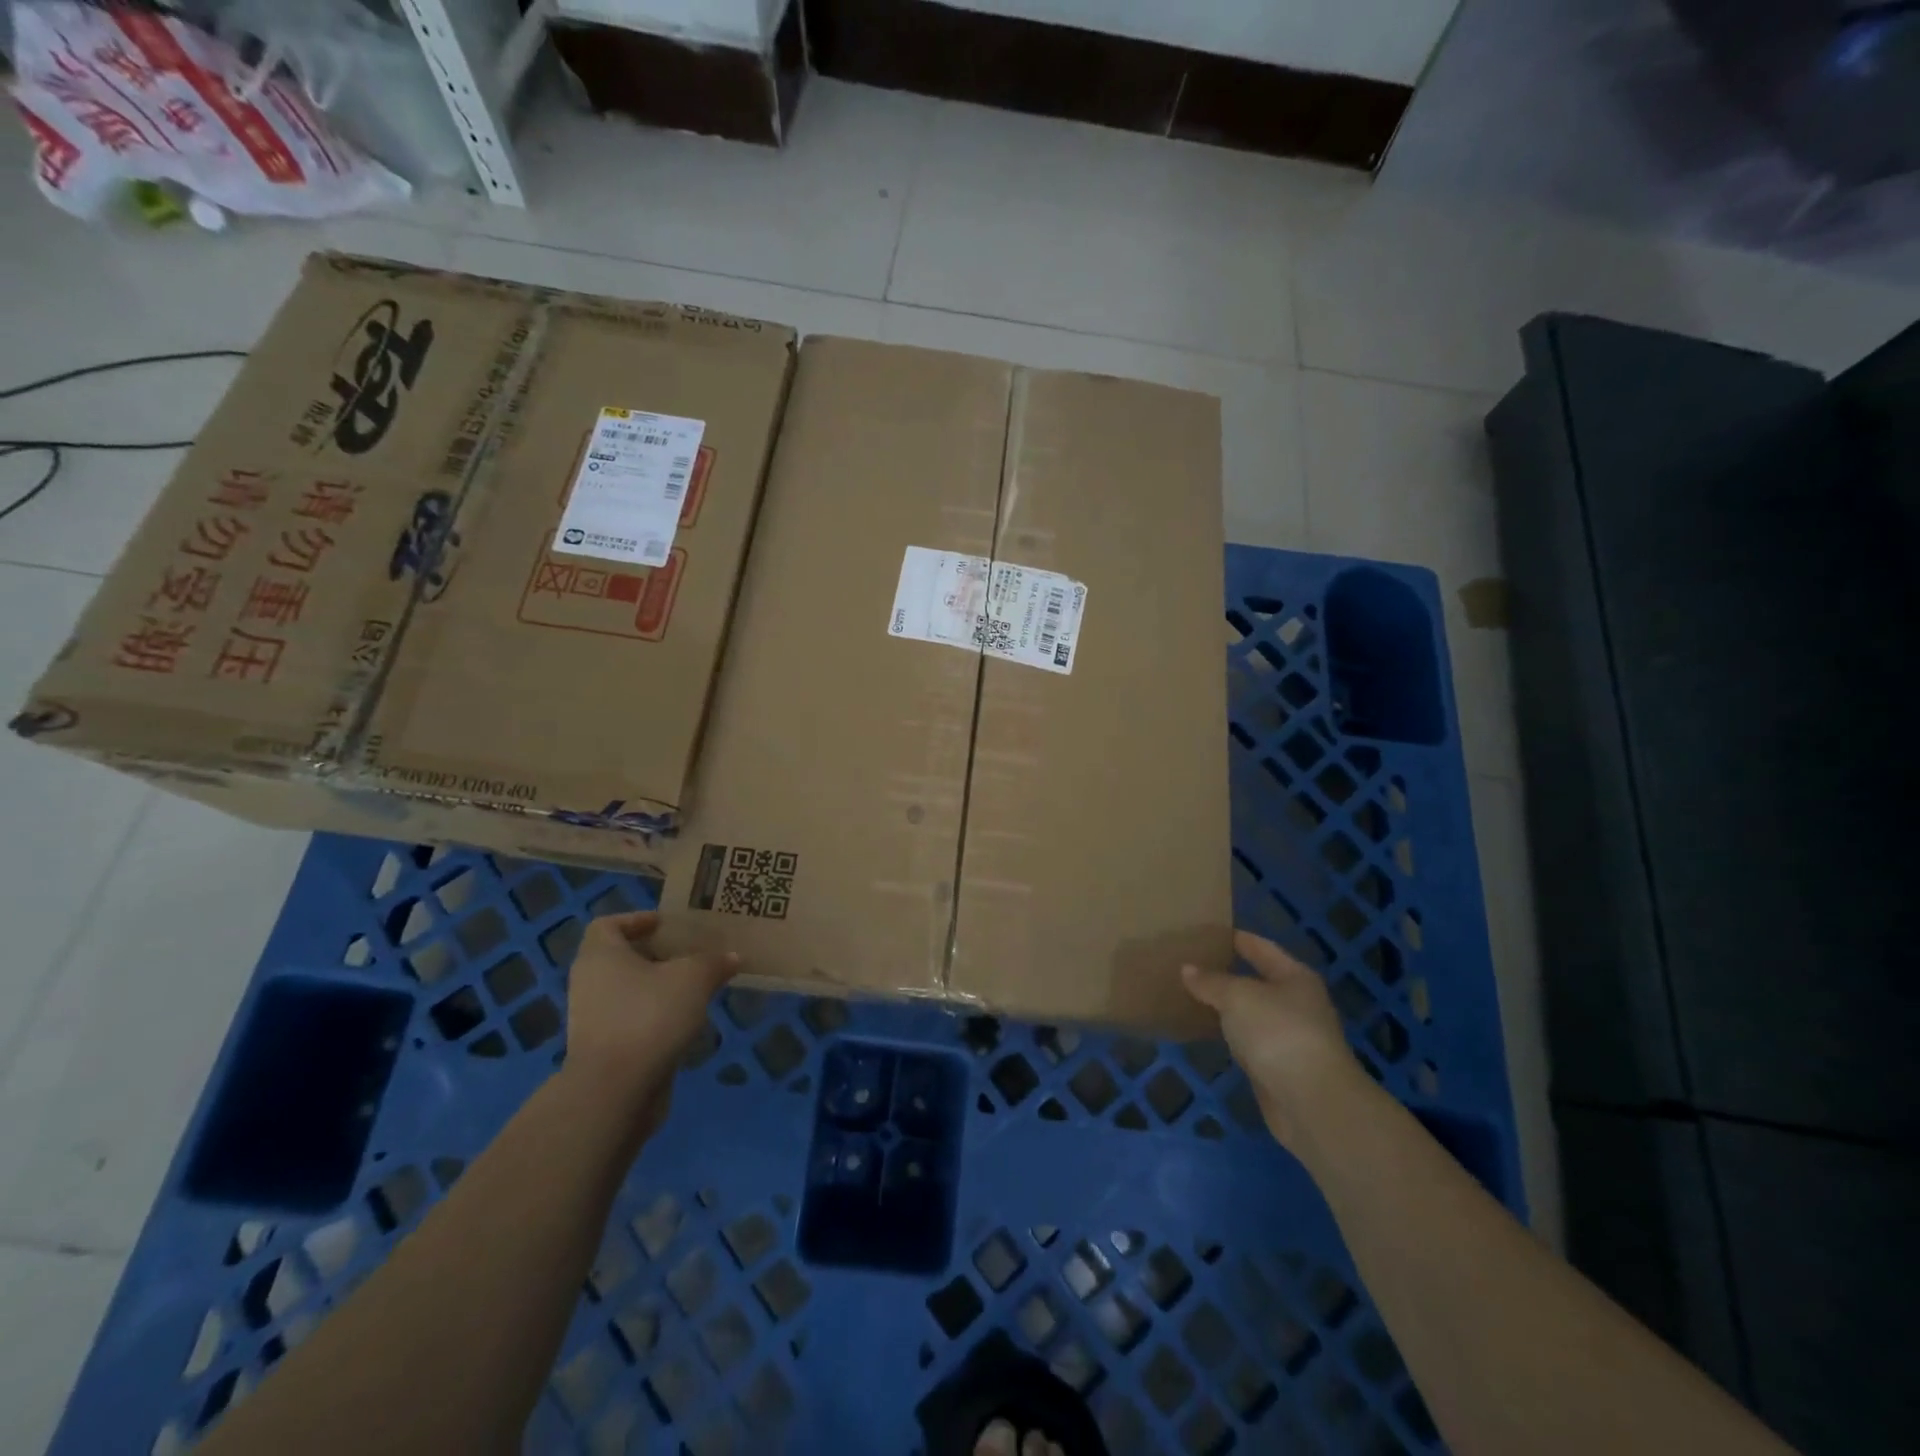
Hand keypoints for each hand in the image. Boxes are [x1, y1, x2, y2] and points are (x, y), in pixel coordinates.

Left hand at [562, 911, 737, 1117]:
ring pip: (627, 992)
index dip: (637, 920)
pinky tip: (685, 1023)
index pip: (608, 925)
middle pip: (620, 959)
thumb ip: (714, 962)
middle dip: (655, 956)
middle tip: (690, 955)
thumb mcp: (694, 978)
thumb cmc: (649, 1015)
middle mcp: (589, 983)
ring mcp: (592, 1020)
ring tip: (695, 989)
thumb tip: (732, 957)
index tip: (666, 925)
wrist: (615, 1090)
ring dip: (658, 989)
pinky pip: (631, 1022)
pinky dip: (654, 1018)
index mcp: (600, 955)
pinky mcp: (603, 1051)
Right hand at [1182, 930, 1368, 1151]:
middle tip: (1191, 963)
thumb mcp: (1238, 997)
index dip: (1236, 938)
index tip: (1207, 932)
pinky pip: (1248, 1041)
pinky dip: (1230, 1035)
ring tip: (1192, 994)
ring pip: (1251, 1013)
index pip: (1261, 948)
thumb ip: (1211, 982)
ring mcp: (1290, 1038)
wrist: (1311, 1102)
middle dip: (1227, 973)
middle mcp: (1297, 1004)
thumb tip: (1187, 969)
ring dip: (1227, 1007)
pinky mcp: (1279, 1068)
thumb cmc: (1278, 1033)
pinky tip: (1207, 1031)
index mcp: (1295, 977)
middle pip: (1258, 980)